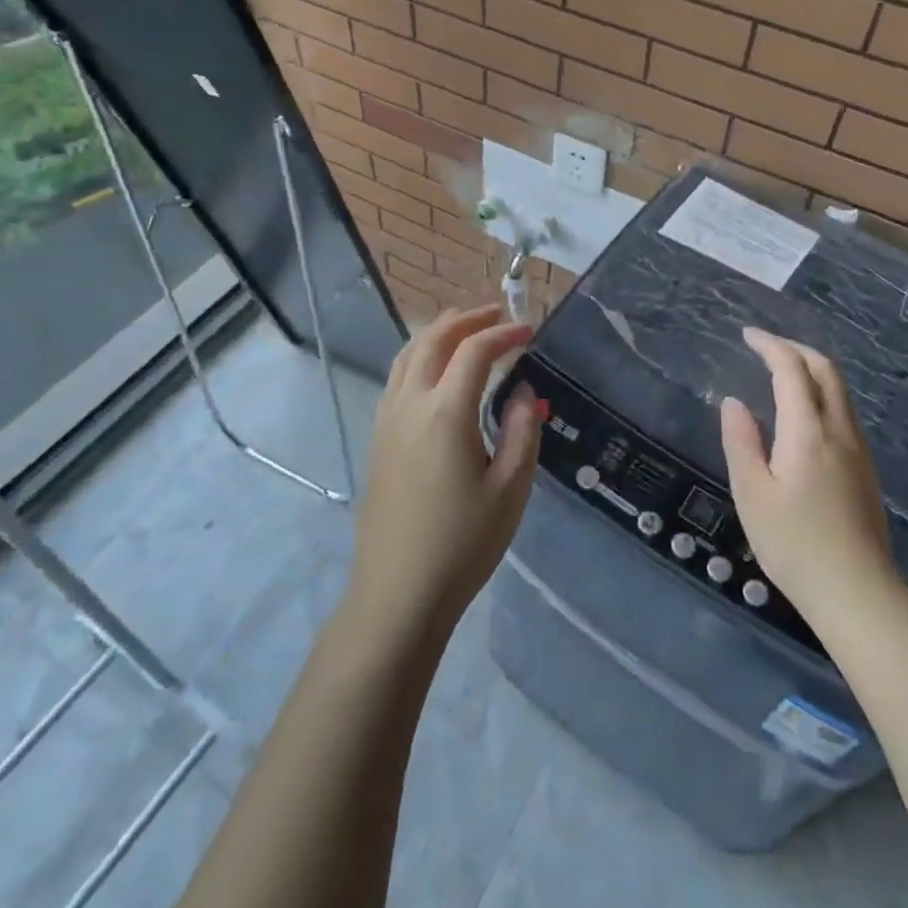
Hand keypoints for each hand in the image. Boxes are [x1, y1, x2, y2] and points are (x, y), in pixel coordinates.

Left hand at [346, 306, 541, 645]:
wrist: (398, 593)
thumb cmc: (463, 543)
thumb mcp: (510, 489)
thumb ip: (523, 431)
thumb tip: (523, 391)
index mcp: (445, 413)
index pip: (474, 351)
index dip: (504, 333)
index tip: (530, 332)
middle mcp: (409, 404)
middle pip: (432, 340)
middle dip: (466, 319)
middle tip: (497, 314)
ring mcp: (387, 420)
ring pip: (407, 355)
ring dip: (437, 332)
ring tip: (465, 327)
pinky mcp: (377, 439)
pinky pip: (396, 377)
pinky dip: (418, 355)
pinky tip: (435, 370)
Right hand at [719, 327, 895, 621]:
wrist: (857, 593)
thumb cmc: (794, 545)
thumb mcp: (752, 494)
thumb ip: (741, 441)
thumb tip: (734, 402)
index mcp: (808, 431)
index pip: (792, 370)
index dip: (770, 345)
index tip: (747, 334)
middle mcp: (839, 430)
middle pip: (826, 370)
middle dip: (795, 348)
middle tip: (765, 346)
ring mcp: (858, 449)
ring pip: (839, 390)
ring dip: (811, 369)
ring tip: (781, 372)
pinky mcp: (865, 469)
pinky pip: (843, 411)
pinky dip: (821, 392)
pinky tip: (802, 412)